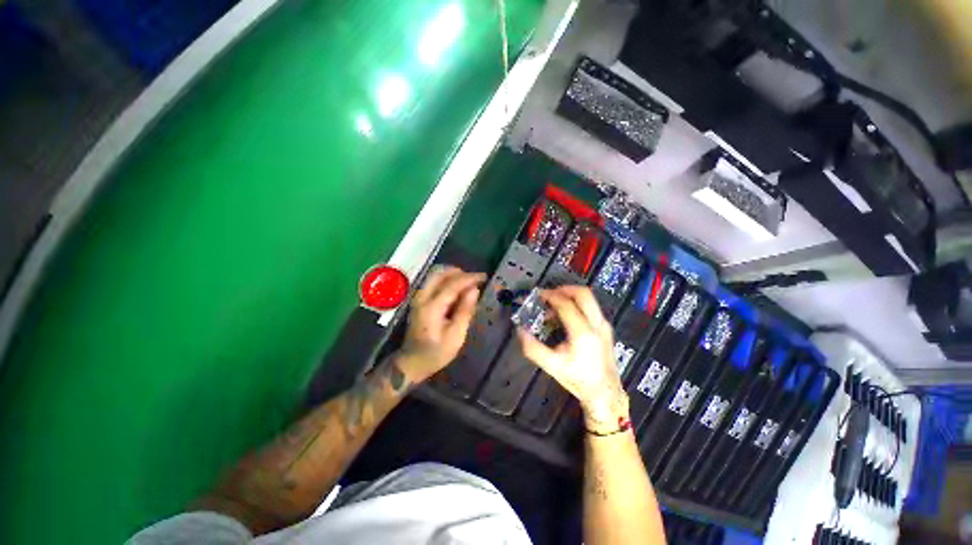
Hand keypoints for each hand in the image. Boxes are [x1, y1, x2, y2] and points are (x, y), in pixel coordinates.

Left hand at [397, 266, 484, 383]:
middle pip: (439, 273)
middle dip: (459, 272)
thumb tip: (475, 290)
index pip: (452, 284)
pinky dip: (446, 279)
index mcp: (432, 307)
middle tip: (475, 279)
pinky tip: (456, 288)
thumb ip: (465, 310)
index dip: (470, 278)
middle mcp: (422, 297)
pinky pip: (432, 281)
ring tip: (467, 282)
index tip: (484, 276)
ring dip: (452, 274)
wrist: (412, 362)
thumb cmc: (436, 352)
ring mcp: (418, 297)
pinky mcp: (418, 299)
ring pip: (434, 275)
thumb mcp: (456, 336)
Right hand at [517, 286, 628, 433]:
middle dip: (563, 289)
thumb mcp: (552, 366)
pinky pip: (590, 307)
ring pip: (589, 298)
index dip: (550, 296)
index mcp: (583, 333)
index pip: (566, 304)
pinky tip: (564, 317)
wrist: (605, 393)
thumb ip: (533, 348)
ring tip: (553, 306)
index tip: (538, 295)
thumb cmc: (578, 379)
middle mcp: (596, 324)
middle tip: (548, 294)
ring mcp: (604, 324)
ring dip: (569, 296)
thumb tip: (520, 330)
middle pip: (583, 293)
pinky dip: (576, 304)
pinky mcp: (606, 327)